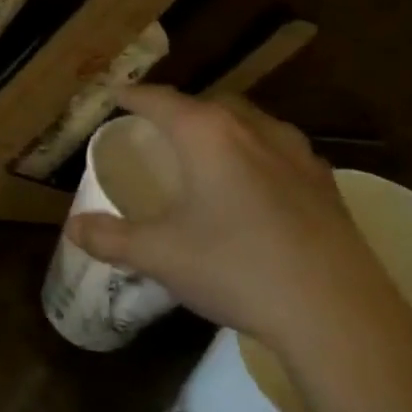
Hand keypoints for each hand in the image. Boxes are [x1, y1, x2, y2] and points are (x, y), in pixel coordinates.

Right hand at [64, 87, 411, 361]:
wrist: (339, 315)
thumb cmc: (236, 269)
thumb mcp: (159, 255)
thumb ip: (110, 237)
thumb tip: (72, 227)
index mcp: (208, 135)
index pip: (159, 99)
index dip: (131, 96)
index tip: (113, 96)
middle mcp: (254, 131)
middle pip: (209, 104)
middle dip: (179, 110)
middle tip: (157, 130)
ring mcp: (298, 155)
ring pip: (251, 123)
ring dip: (222, 129)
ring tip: (205, 154)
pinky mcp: (327, 185)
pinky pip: (280, 151)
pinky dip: (256, 155)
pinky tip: (253, 188)